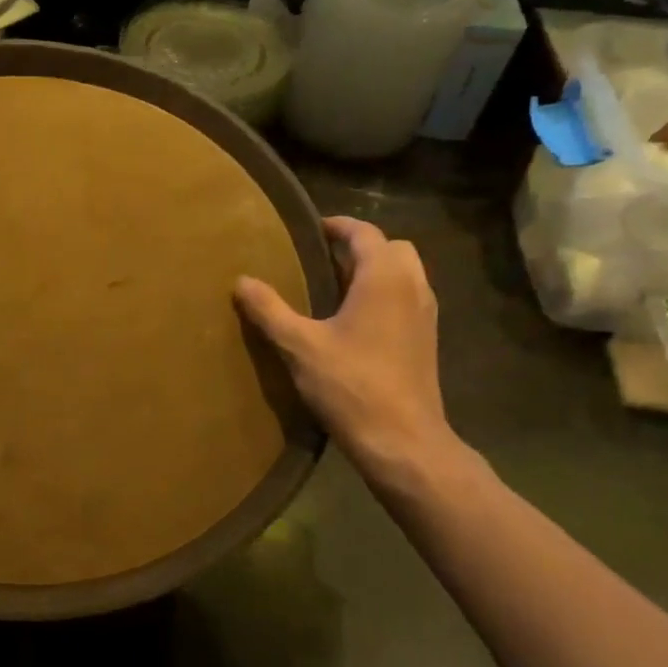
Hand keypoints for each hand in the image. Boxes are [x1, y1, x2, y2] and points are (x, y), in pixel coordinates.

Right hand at [234, 217, 454, 478]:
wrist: (402, 439)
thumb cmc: (350, 385)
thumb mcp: (300, 346)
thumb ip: (269, 310)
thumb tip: (242, 280)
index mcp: (384, 278)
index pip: (365, 233)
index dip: (337, 226)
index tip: (309, 230)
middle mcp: (413, 287)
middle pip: (392, 248)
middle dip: (359, 247)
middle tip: (321, 259)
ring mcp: (425, 315)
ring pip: (404, 274)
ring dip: (373, 271)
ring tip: (333, 289)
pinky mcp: (425, 340)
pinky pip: (406, 299)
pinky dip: (383, 295)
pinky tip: (353, 323)